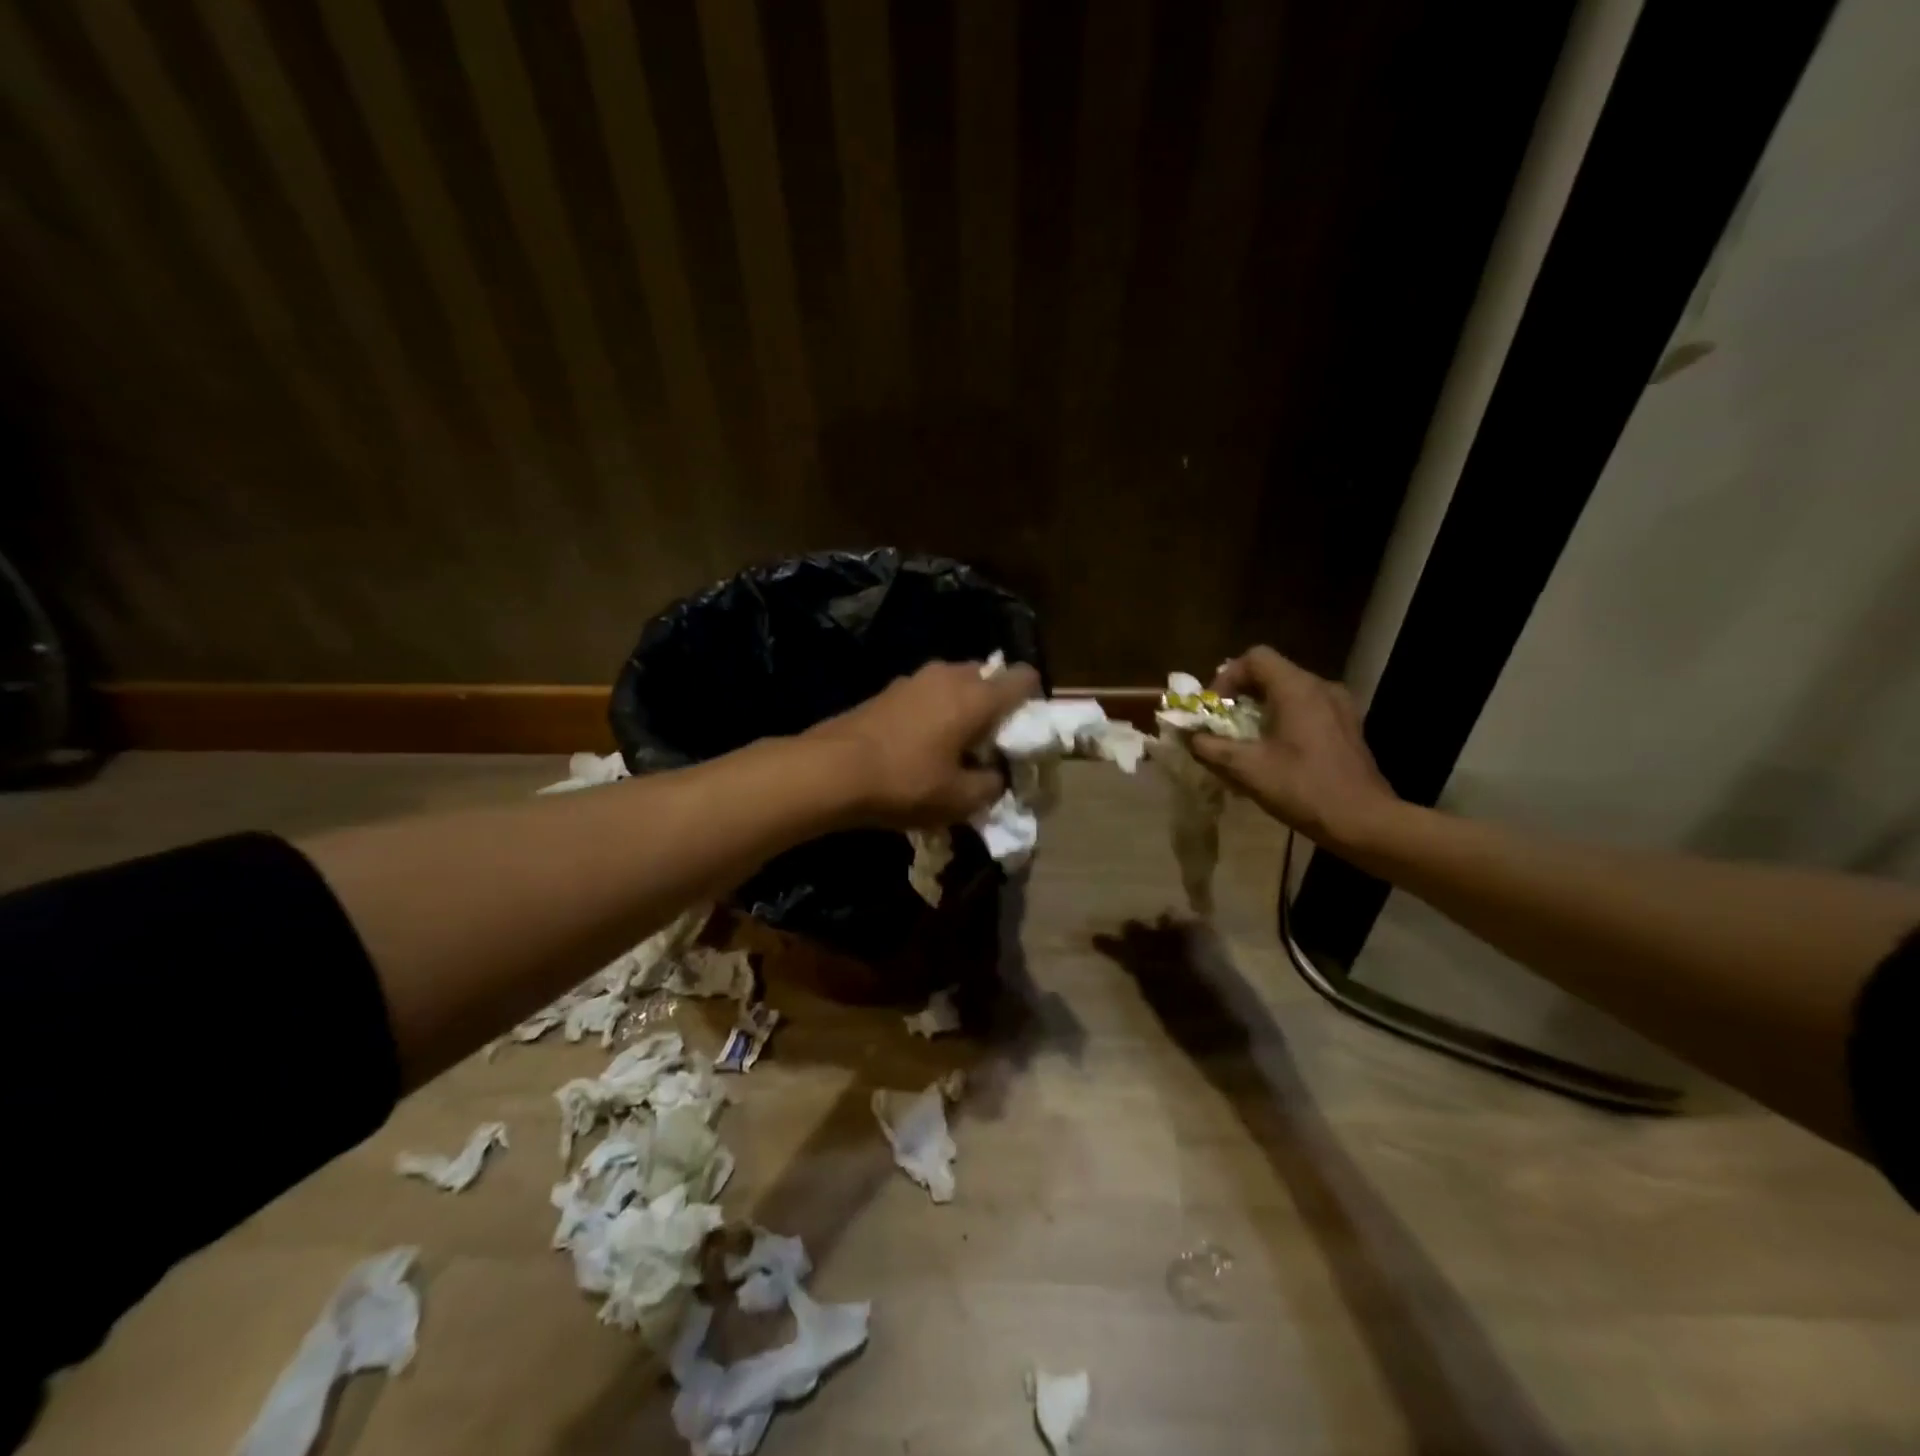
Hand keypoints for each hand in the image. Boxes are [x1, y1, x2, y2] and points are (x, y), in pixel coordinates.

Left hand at [805, 659, 1041, 828]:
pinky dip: (934, 712)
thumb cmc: (905, 782)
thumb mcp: (960, 800)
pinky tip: (920, 745)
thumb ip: (992, 785)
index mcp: (976, 696)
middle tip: (989, 743)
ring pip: (955, 684)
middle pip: (988, 677)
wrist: (830, 771)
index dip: (1033, 702)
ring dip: (962, 708)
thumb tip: (995, 776)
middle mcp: (949, 675)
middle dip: (995, 706)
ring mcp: (914, 679)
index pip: (1024, 678)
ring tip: (954, 746)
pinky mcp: (888, 690)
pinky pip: (927, 694)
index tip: (1025, 732)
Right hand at [1186, 646, 1400, 852]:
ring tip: (1247, 739)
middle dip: (1241, 694)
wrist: (1364, 821)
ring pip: (1290, 691)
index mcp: (1297, 689)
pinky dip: (1284, 718)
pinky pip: (1307, 708)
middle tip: (1223, 724)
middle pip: (1272, 672)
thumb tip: (1191, 738)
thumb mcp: (1247, 769)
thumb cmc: (1304, 789)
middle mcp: (1321, 687)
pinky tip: (1276, 751)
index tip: (1215, 709)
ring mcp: (1339, 706)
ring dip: (1262, 708)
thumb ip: (1211, 748)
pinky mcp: (1347, 726)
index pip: (1255, 658)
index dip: (1227, 677)